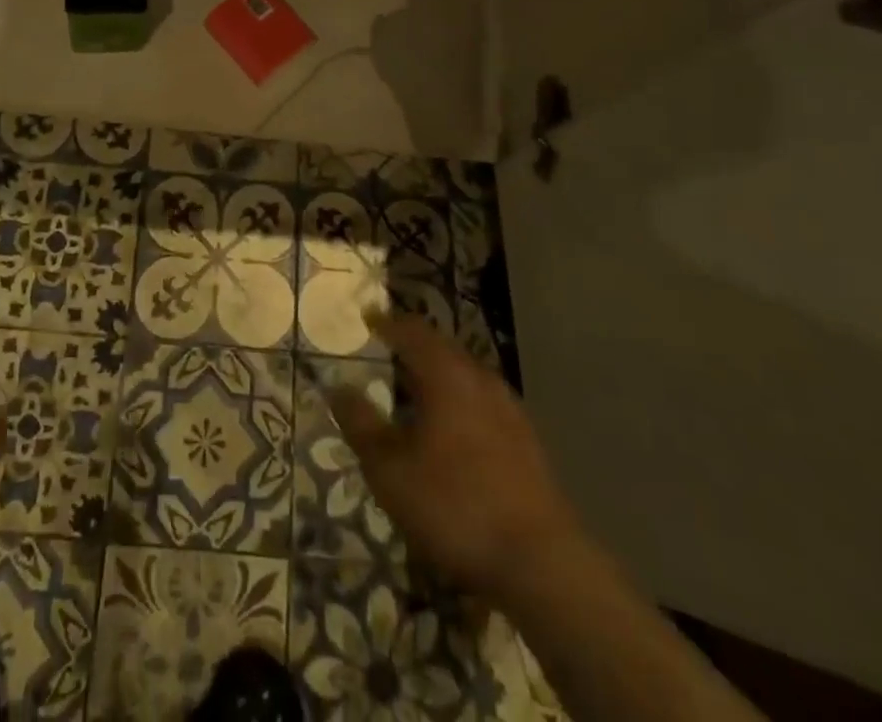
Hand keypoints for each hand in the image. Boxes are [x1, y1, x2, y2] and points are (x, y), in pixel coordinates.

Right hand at [330, 312, 579, 595]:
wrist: (542, 564)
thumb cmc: (455, 506)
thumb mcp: (390, 470)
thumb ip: (361, 424)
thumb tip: (338, 388)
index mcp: (446, 374)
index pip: (412, 331)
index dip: (387, 322)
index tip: (367, 318)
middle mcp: (480, 380)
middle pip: (442, 349)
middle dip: (413, 346)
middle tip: (387, 349)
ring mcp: (510, 410)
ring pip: (465, 376)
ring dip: (438, 375)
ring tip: (414, 389)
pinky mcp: (527, 443)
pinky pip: (482, 403)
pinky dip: (458, 402)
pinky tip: (450, 430)